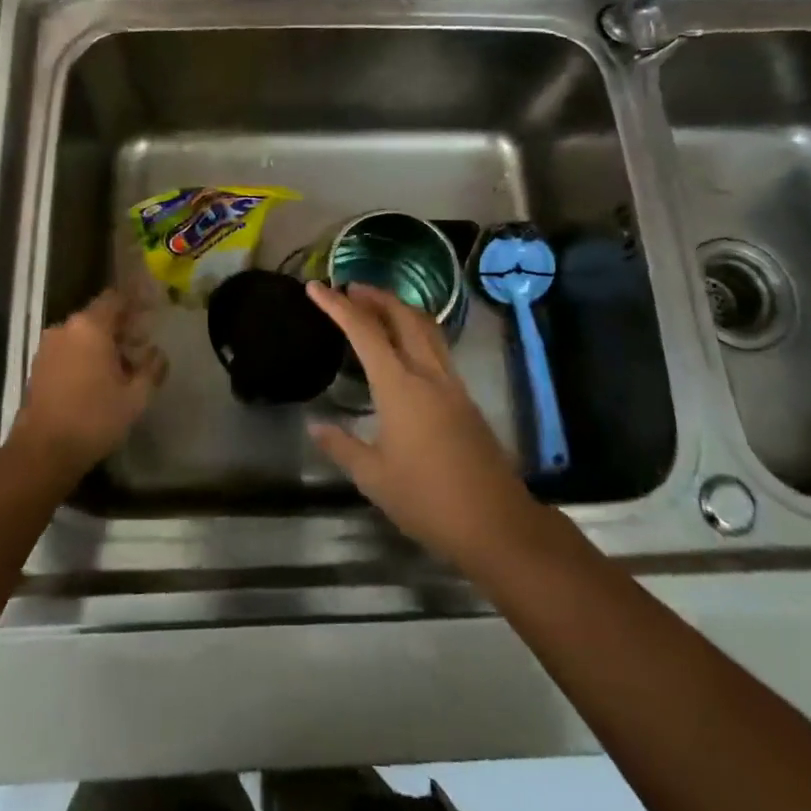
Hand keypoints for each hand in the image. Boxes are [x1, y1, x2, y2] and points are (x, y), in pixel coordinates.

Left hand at [13, 288, 165, 481]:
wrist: (43, 451)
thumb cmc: (94, 418)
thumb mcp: (136, 397)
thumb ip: (152, 369)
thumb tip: (158, 354)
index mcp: (90, 327)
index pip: (116, 298)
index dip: (136, 301)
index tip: (154, 309)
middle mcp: (66, 329)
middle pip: (99, 316)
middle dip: (123, 326)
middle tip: (144, 343)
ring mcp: (48, 347)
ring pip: (83, 334)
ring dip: (105, 343)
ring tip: (125, 365)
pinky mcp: (39, 367)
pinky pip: (69, 349)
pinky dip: (87, 355)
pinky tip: (101, 377)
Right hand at [306, 282, 538, 567]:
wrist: (495, 522)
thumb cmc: (427, 500)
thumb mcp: (373, 478)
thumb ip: (342, 446)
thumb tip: (316, 425)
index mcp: (400, 387)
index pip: (365, 332)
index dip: (338, 306)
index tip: (317, 288)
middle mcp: (428, 374)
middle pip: (404, 316)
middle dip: (376, 296)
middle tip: (350, 289)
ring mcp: (452, 384)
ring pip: (426, 328)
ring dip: (400, 309)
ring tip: (376, 308)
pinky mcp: (465, 399)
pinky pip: (438, 348)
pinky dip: (416, 332)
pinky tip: (405, 349)